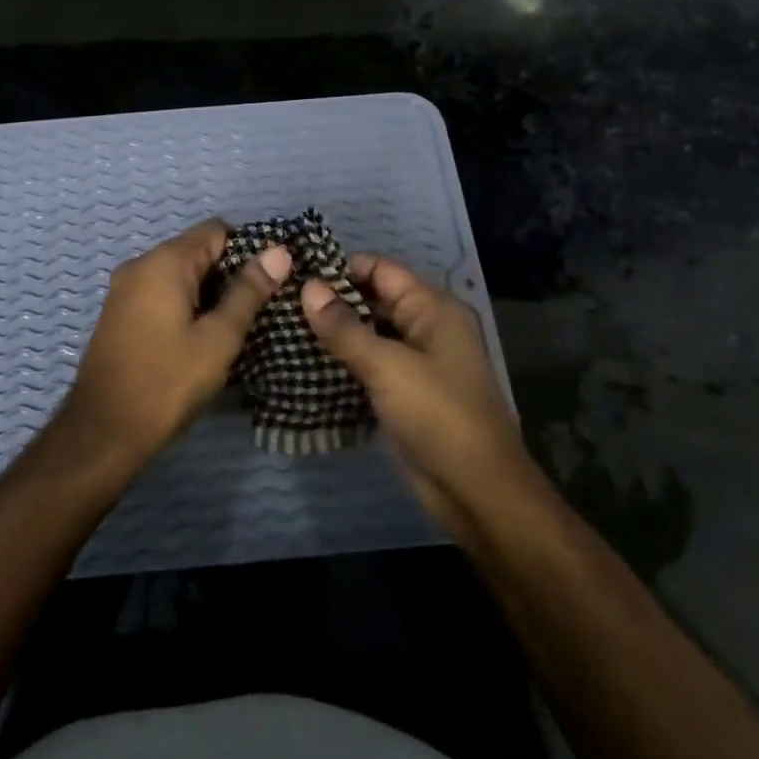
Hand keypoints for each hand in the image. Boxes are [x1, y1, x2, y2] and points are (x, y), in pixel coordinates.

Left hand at [55, 219, 291, 472]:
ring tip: (235, 327)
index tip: (269, 282)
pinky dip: (185, 306)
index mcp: (164, 262)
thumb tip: (279, 252)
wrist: (103, 432)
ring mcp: (124, 290)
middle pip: (196, 251)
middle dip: (229, 274)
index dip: (248, 250)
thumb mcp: (219, 338)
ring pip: (179, 275)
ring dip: (208, 293)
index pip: (216, 230)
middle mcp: (140, 265)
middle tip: (258, 310)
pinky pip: (161, 294)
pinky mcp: (119, 314)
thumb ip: (248, 291)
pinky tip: (201, 338)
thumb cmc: (167, 382)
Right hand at [302, 256, 538, 526]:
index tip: (295, 272)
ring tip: (285, 327)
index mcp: (434, 310)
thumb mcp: (387, 366)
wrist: (476, 491)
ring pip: (368, 334)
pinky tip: (305, 362)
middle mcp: (426, 328)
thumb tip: (307, 287)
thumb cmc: (438, 416)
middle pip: (373, 300)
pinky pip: (369, 365)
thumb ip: (344, 327)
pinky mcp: (404, 393)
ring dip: (334, 333)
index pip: (381, 270)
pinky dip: (343, 361)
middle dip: (332, 300)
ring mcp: (416, 362)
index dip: (341, 267)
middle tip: (282, 301)